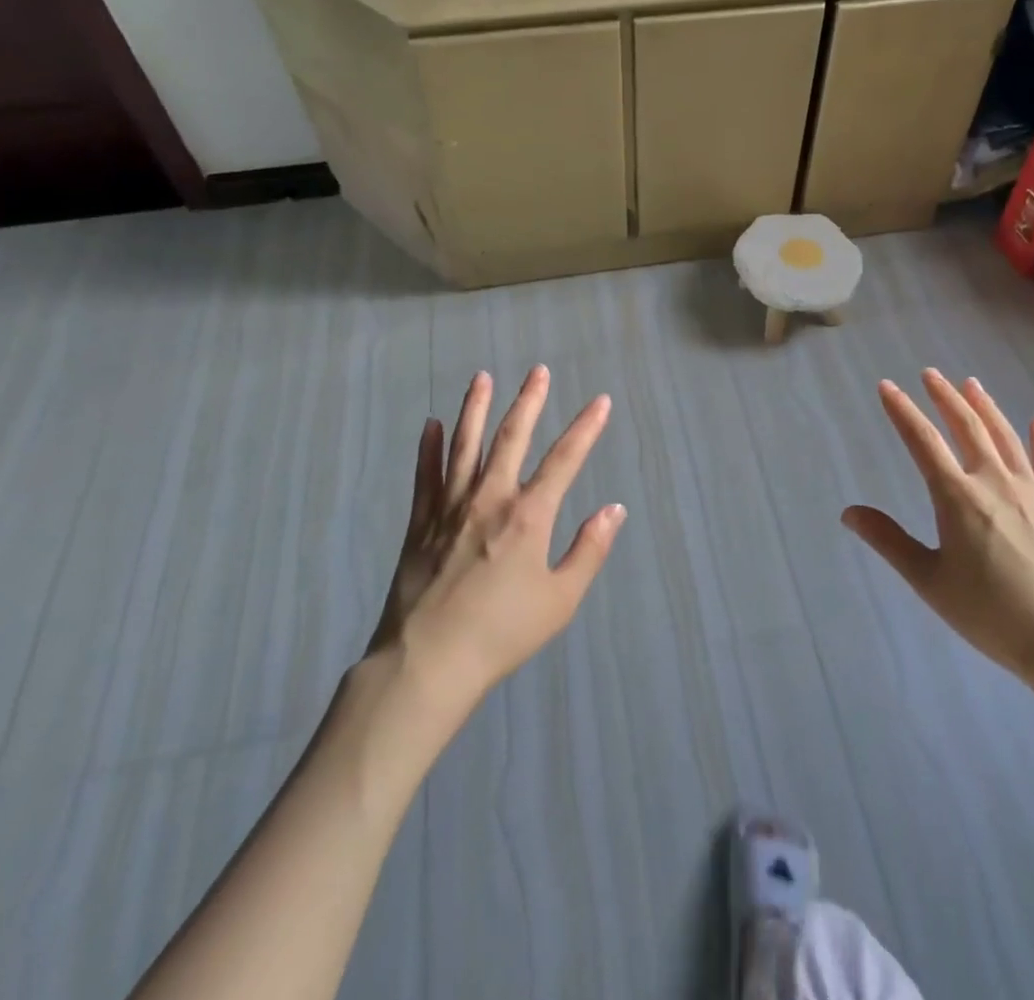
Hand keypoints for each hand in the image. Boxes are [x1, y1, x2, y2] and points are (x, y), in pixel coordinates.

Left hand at [364, 366, 624, 712]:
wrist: (428, 662)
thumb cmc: (501, 634)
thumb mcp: (560, 600)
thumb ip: (589, 551)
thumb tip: (613, 509)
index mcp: (528, 517)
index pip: (564, 460)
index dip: (585, 428)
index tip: (600, 401)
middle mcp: (490, 499)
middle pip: (512, 438)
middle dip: (529, 402)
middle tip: (538, 371)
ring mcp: (450, 507)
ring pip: (465, 445)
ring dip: (475, 409)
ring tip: (482, 378)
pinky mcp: (420, 522)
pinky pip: (425, 475)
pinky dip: (428, 448)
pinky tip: (431, 425)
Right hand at [843, 369, 1033, 688]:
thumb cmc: (991, 613)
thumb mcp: (929, 580)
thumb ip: (889, 541)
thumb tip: (848, 512)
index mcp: (957, 497)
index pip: (923, 441)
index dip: (902, 411)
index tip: (886, 386)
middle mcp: (994, 482)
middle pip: (967, 427)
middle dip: (945, 397)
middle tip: (930, 374)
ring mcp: (1032, 493)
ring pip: (1005, 437)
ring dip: (986, 407)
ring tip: (971, 383)